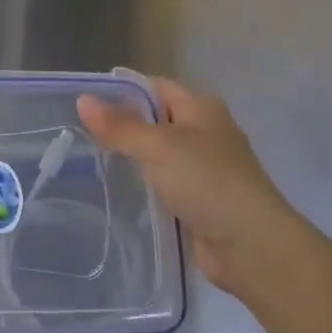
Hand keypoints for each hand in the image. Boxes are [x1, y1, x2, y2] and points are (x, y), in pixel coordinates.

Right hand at [77, 77, 304, 298]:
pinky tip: (119, 191)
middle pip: (157, 119)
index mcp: (202, 108)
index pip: (156, 87)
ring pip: (160, 154)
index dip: (124, 91)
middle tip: (80, 133)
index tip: (86, 102)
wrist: (250, 245)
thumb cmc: (206, 181)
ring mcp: (205, 168)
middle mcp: (206, 132)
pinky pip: (165, 183)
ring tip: (91, 160)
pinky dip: (146, 185)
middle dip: (124, 125)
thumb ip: (120, 127)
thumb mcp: (158, 147)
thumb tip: (82, 100)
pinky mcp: (201, 200)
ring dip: (134, 158)